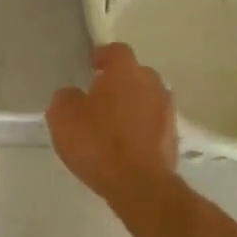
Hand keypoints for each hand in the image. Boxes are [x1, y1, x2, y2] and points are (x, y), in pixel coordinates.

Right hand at [46, 42, 179, 207]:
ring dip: (131, 105)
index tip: (90, 65)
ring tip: (111, 122)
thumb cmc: (98, 143)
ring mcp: (166, 111)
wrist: (139, 185)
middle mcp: (152, 83)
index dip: (102, 56)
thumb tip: (72, 95)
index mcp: (126, 71)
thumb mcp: (63, 117)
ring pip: (146, 98)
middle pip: (135, 74)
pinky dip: (140, 127)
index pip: (116, 51)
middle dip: (118, 81)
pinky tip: (125, 144)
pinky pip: (152, 123)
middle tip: (98, 95)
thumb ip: (65, 98)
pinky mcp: (173, 137)